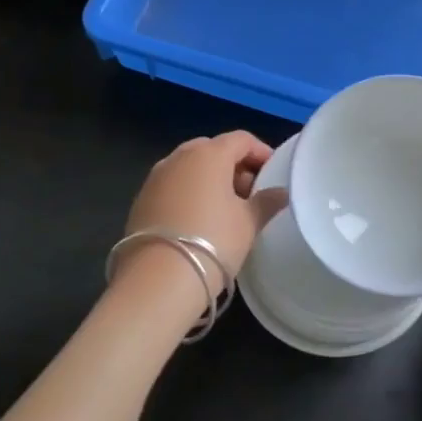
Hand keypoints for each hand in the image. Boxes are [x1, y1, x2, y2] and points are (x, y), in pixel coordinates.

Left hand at [115, 132, 288, 316]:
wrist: (158, 281)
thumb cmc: (214, 241)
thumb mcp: (248, 223)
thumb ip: (266, 202)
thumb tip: (281, 193)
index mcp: (209, 154)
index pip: (241, 139)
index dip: (261, 152)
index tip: (273, 173)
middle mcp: (179, 157)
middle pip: (213, 149)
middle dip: (234, 166)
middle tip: (250, 193)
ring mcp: (155, 178)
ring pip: (189, 167)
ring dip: (209, 179)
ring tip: (225, 209)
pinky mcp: (140, 200)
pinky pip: (172, 186)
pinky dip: (188, 193)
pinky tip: (198, 220)